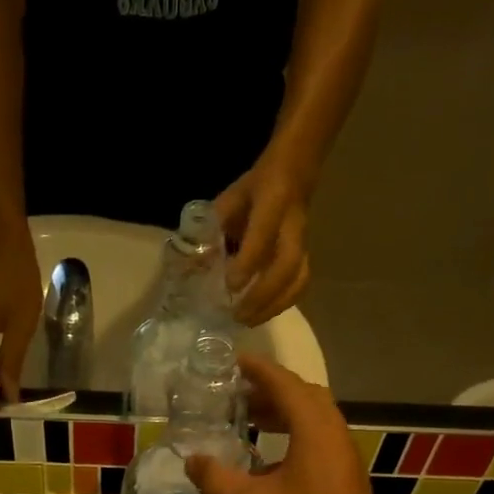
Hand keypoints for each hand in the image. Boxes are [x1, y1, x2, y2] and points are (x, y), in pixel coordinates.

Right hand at [184, 353, 404, 493]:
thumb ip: (217, 479)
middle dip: (270, 390)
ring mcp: (344, 462)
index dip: (258, 369)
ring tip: (246, 422)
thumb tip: (192, 459)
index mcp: (316, 432)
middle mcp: (336, 438)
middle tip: (235, 394)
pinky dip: (291, 440)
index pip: (286, 385)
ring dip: (282, 416)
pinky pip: (317, 446)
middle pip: (304, 398)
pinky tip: (264, 465)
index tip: (231, 360)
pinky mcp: (344, 485)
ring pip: (313, 423)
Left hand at [215, 159, 311, 326]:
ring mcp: (302, 242)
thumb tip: (189, 266)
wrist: (294, 171)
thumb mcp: (229, 200)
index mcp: (273, 201)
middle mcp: (292, 225)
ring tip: (249, 321)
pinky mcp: (305, 255)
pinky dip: (282, 303)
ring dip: (274, 305)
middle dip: (262, 295)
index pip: (262, 236)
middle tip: (238, 315)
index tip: (230, 286)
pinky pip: (300, 283)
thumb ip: (212, 230)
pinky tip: (263, 314)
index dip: (247, 263)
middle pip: (286, 266)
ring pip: (297, 279)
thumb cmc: (255, 189)